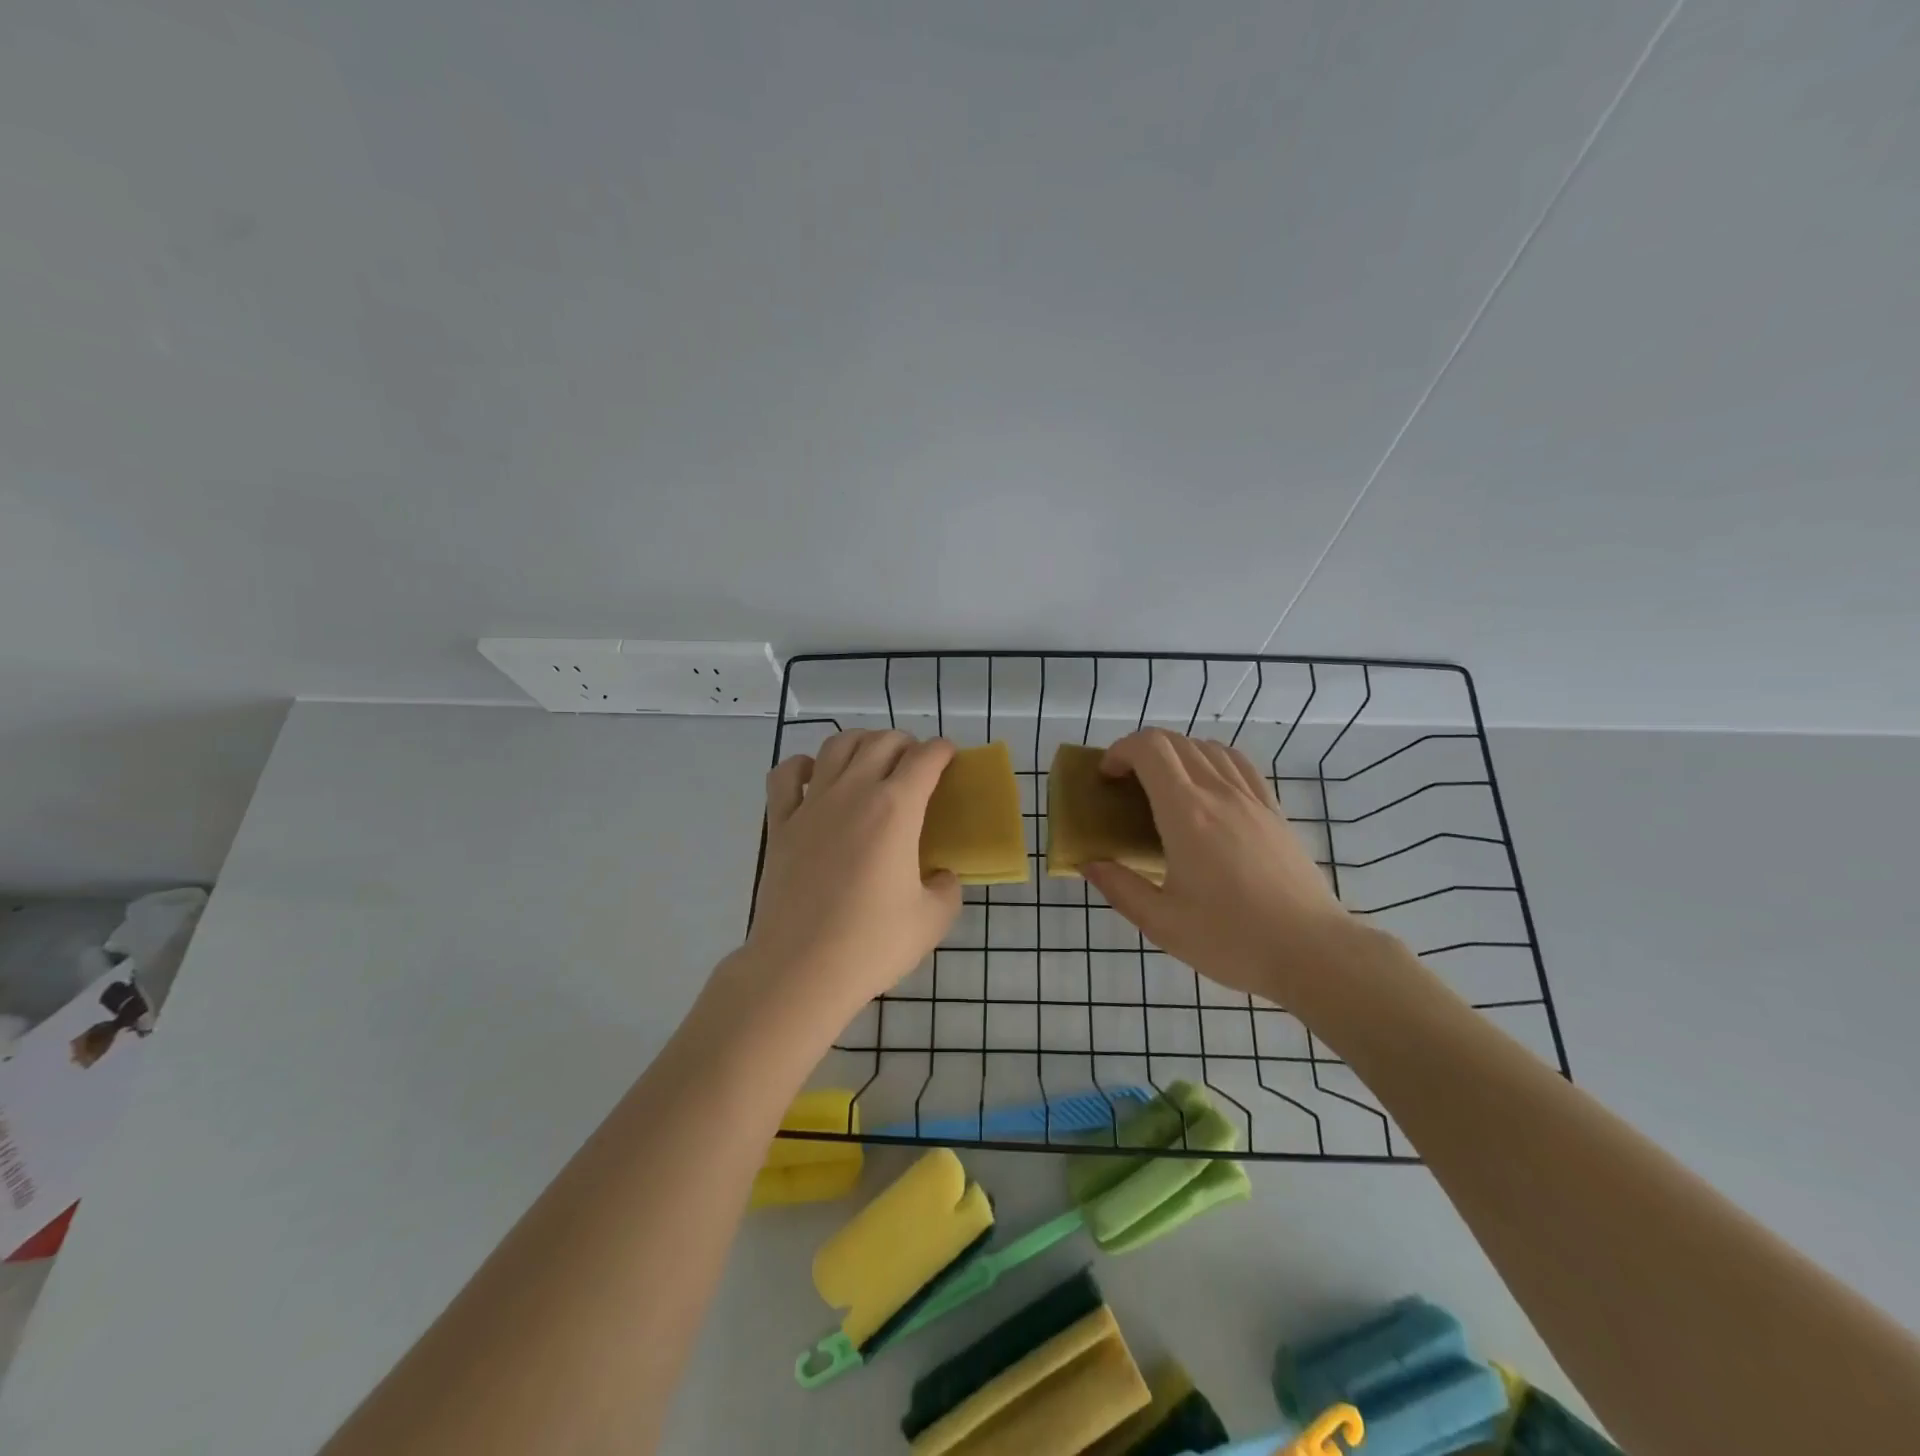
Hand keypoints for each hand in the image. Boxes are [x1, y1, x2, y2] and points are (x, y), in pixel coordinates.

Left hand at [740, 731, 961, 1025]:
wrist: (800, 968)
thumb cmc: (872, 943)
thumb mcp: (932, 920)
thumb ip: (947, 888)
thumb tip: (940, 876)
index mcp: (896, 809)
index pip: (925, 758)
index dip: (942, 750)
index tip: (949, 757)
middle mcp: (854, 792)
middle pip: (882, 742)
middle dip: (906, 743)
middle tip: (916, 764)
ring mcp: (812, 804)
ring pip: (837, 745)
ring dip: (861, 742)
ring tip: (871, 759)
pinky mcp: (781, 824)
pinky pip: (786, 775)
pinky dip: (803, 765)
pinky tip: (815, 776)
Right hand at [1081, 729, 1355, 1001]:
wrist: (1313, 952)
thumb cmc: (1232, 939)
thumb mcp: (1162, 923)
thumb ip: (1120, 889)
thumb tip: (1090, 864)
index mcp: (1186, 813)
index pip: (1150, 748)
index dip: (1120, 750)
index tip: (1106, 777)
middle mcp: (1219, 793)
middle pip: (1176, 742)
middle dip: (1140, 751)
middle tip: (1126, 785)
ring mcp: (1252, 799)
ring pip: (1208, 747)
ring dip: (1176, 753)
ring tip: (1163, 787)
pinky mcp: (1274, 812)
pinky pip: (1239, 764)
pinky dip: (1212, 760)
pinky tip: (1208, 788)